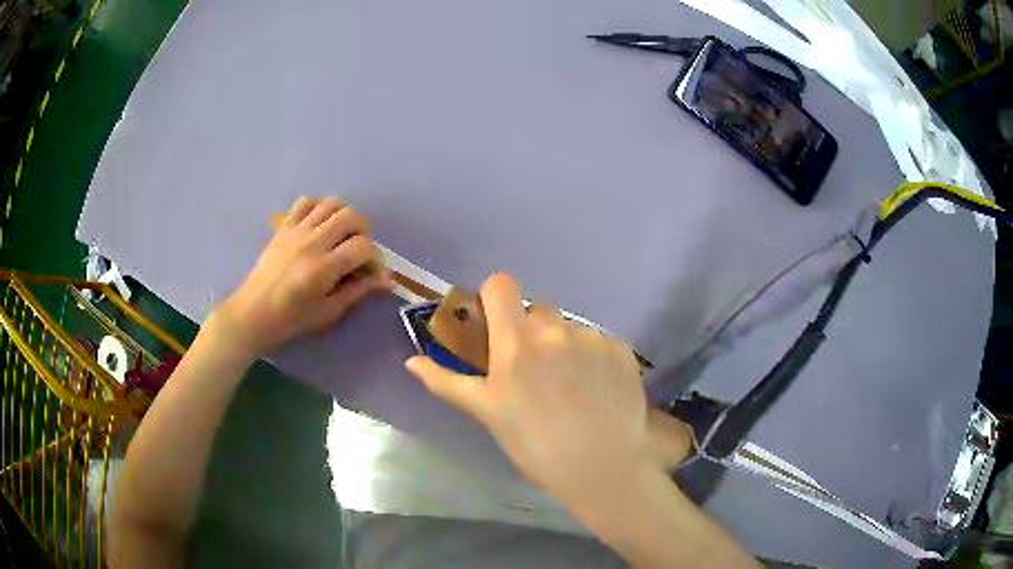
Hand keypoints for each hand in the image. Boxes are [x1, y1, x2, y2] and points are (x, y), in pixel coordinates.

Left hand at [216, 196, 389, 356]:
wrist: (254, 313)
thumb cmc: (291, 319)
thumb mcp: (328, 313)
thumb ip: (357, 292)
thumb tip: (384, 281)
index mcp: (323, 269)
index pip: (362, 247)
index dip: (376, 259)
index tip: (374, 274)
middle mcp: (312, 243)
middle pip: (351, 216)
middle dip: (364, 232)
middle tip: (359, 252)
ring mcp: (296, 231)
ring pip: (331, 203)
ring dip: (344, 216)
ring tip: (341, 235)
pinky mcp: (284, 227)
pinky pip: (306, 202)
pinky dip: (319, 208)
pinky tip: (320, 225)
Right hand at [406, 273, 686, 511]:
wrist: (603, 468)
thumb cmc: (536, 447)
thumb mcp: (488, 414)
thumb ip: (447, 382)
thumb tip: (412, 361)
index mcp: (517, 341)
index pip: (501, 284)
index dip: (495, 298)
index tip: (496, 325)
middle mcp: (556, 329)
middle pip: (538, 310)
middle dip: (531, 331)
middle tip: (533, 371)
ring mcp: (593, 337)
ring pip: (570, 328)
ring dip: (564, 347)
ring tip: (570, 388)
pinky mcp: (621, 350)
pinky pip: (599, 342)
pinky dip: (594, 359)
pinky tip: (597, 391)